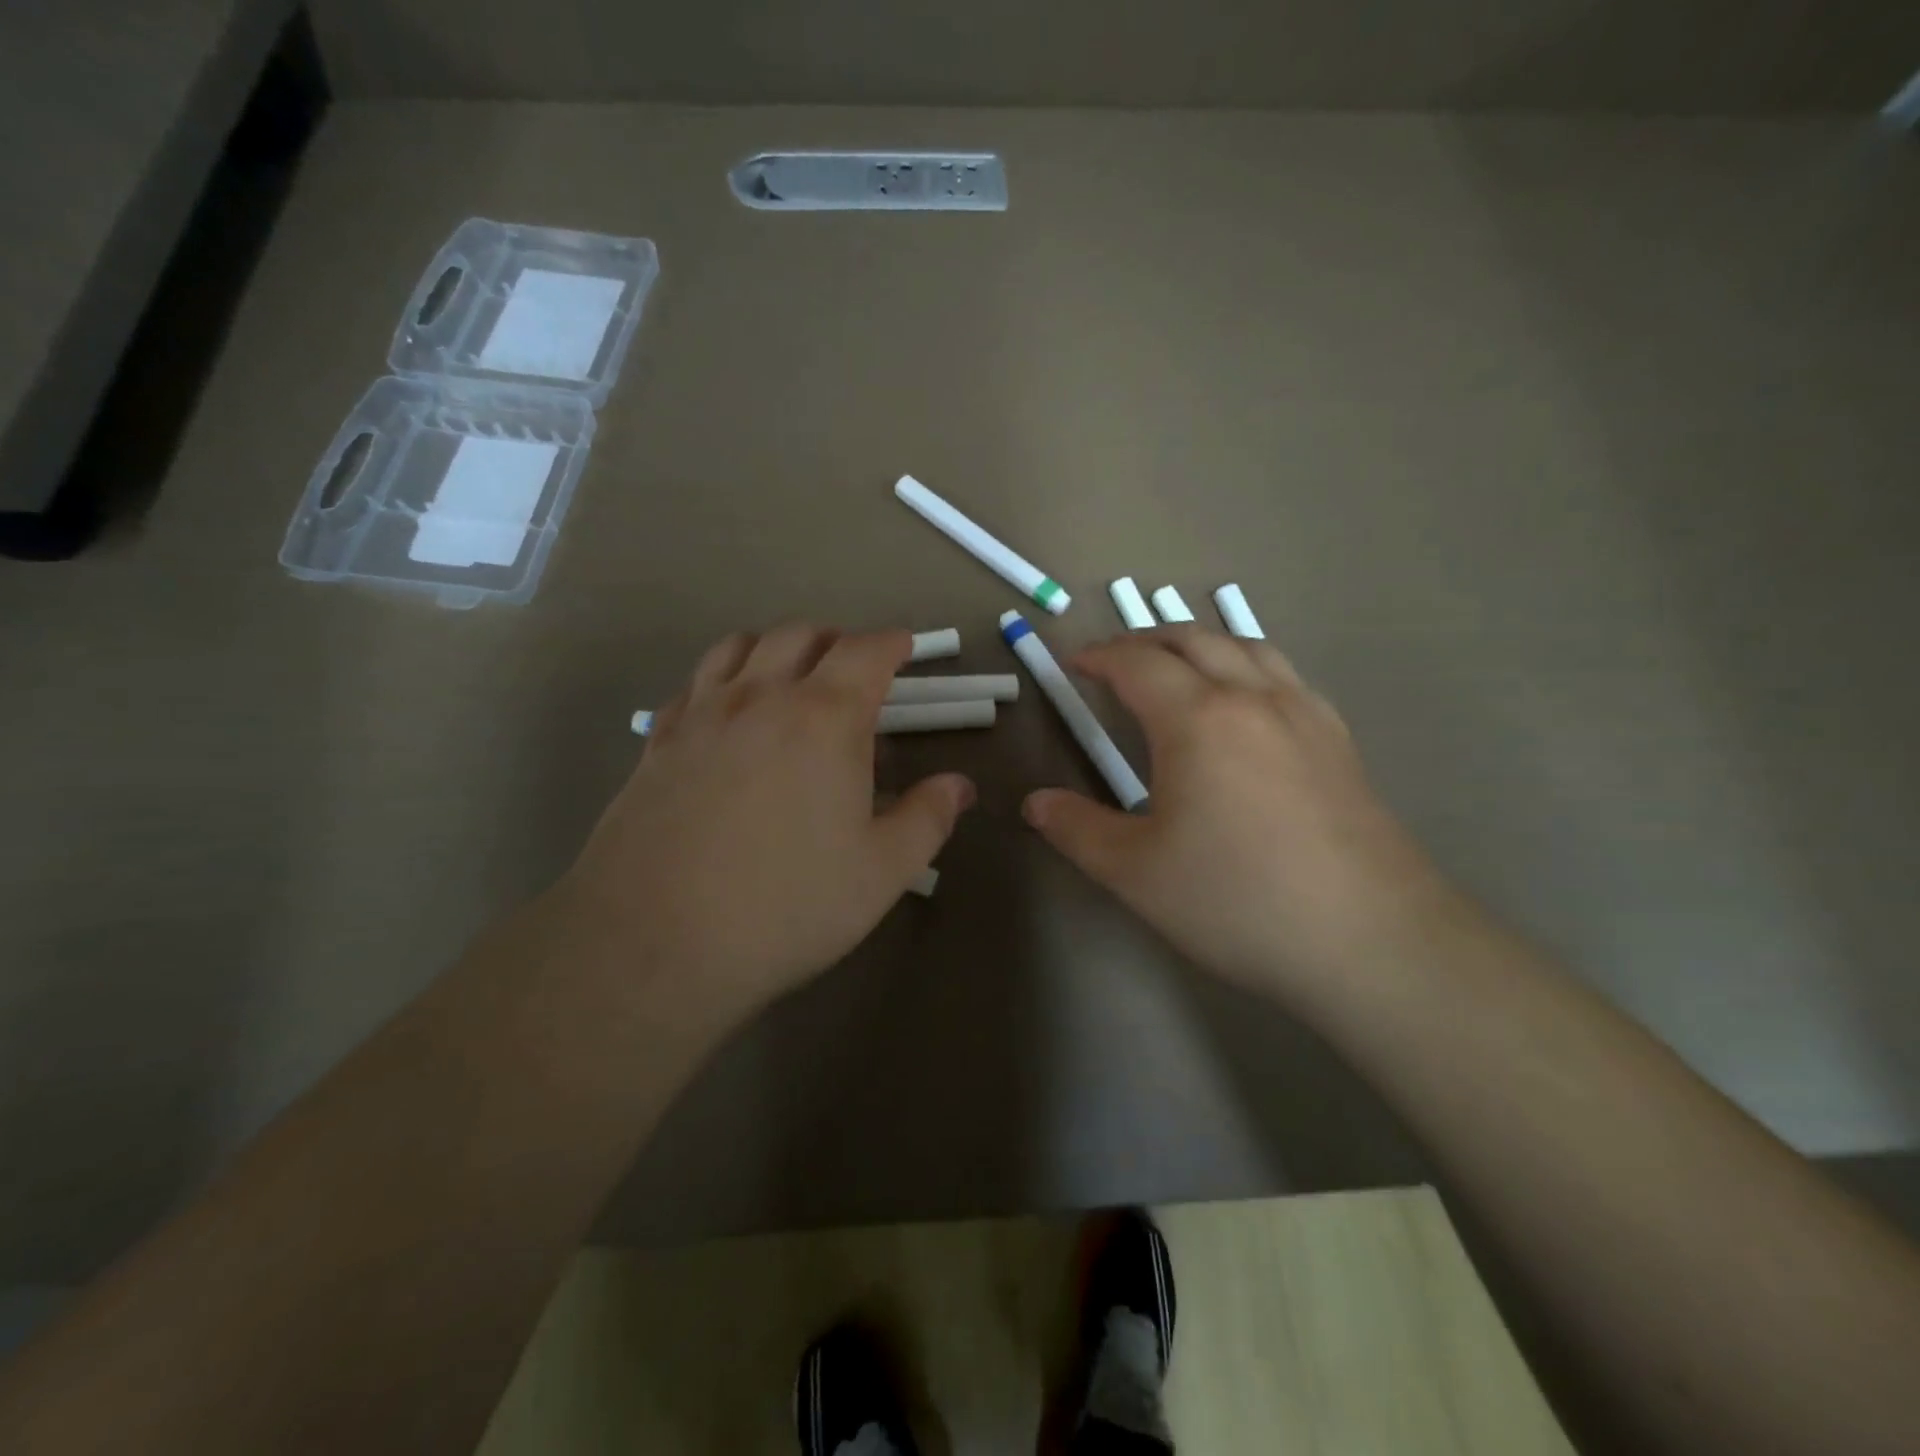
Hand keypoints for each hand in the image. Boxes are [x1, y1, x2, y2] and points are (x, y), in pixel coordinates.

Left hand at [560, 625, 973, 1035]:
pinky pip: (693, 684)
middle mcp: (761, 698)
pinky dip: (722, 679)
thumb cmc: (786, 905)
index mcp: (824, 718)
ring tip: (790, 678)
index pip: (865, 651)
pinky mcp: (658, 743)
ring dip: (775, 648)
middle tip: (853, 670)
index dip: (891, 642)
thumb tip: (959, 786)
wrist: (655, 942)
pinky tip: (727, 715)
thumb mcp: (882, 871)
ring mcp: (702, 715)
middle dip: (836, 640)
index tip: (905, 648)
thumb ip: (928, 818)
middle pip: (800, 635)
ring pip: (739, 646)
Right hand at [1022, 626, 1465, 999]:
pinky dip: (1248, 666)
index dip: (1100, 656)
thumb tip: (1035, 803)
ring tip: (1177, 665)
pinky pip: (1285, 676)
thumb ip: (1077, 829)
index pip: (1138, 663)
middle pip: (1194, 639)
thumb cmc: (1237, 900)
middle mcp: (1254, 699)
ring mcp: (1305, 716)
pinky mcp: (1339, 742)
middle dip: (1146, 639)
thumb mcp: (1135, 872)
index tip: (1074, 664)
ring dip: (1201, 643)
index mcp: (1198, 719)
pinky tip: (1247, 704)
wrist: (1370, 941)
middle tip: (1115, 660)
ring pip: (1247, 647)